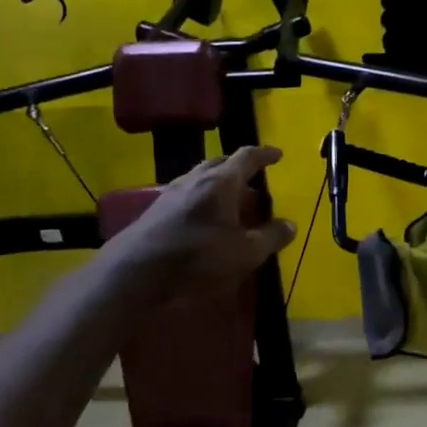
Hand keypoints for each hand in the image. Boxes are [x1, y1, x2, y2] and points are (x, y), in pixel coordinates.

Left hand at [109, 146, 296, 295]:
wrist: (136, 272)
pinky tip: (204, 217)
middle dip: (239, 167)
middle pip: (220, 163)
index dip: (264, 155)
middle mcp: (195, 179)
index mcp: (221, 182)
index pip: (247, 157)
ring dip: (219, 183)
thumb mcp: (245, 252)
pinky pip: (186, 194)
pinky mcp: (156, 211)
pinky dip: (202, 198)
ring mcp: (171, 193)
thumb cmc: (198, 257)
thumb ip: (271, 237)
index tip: (277, 154)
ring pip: (200, 178)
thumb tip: (290, 224)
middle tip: (254, 179)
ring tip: (231, 199)